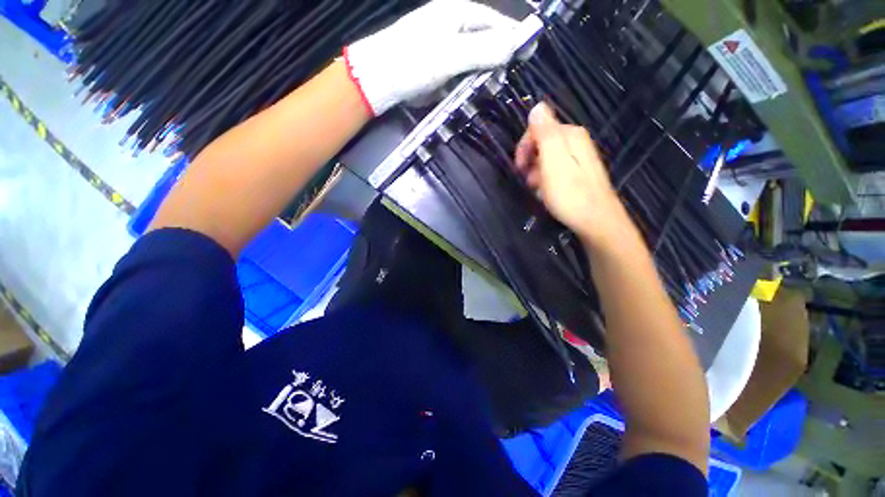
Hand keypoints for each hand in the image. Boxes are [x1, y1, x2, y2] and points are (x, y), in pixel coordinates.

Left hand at [343, 0, 539, 115]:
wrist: (380, 80)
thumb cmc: (413, 61)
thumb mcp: (450, 54)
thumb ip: (482, 50)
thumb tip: (514, 46)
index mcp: (459, 14)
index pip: (497, 23)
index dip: (513, 39)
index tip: (526, 57)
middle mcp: (456, 28)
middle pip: (488, 43)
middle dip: (498, 62)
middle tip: (505, 80)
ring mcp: (448, 50)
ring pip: (476, 63)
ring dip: (483, 77)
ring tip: (489, 91)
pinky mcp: (441, 70)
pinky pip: (462, 77)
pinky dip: (468, 86)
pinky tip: (470, 95)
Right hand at [514, 103, 631, 248]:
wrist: (596, 221)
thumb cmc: (570, 194)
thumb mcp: (553, 162)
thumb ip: (545, 133)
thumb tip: (537, 105)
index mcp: (570, 135)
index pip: (537, 128)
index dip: (524, 147)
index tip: (519, 168)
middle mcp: (576, 141)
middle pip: (542, 142)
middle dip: (530, 161)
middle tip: (528, 181)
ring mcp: (579, 157)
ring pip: (547, 157)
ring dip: (536, 172)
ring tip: (538, 190)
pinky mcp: (579, 172)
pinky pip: (555, 169)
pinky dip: (546, 179)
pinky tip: (547, 192)